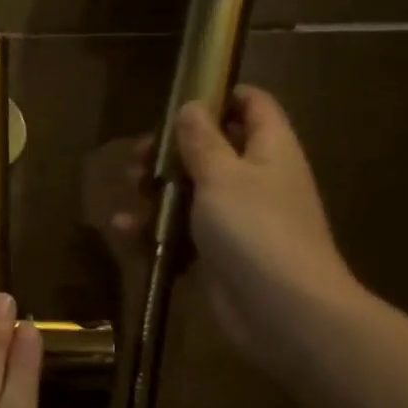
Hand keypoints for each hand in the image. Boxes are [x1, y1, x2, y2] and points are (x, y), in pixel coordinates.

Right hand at [90, 87, 360, 372]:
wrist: (283, 312)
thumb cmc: (256, 230)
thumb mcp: (223, 176)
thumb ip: (203, 140)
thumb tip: (192, 106)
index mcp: (269, 151)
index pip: (253, 106)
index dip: (221, 95)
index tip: (179, 99)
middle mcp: (255, 181)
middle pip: (212, 150)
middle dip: (171, 150)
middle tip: (138, 156)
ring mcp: (236, 221)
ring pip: (191, 193)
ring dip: (156, 190)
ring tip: (129, 189)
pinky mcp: (216, 256)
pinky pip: (180, 235)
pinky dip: (154, 231)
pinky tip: (124, 230)